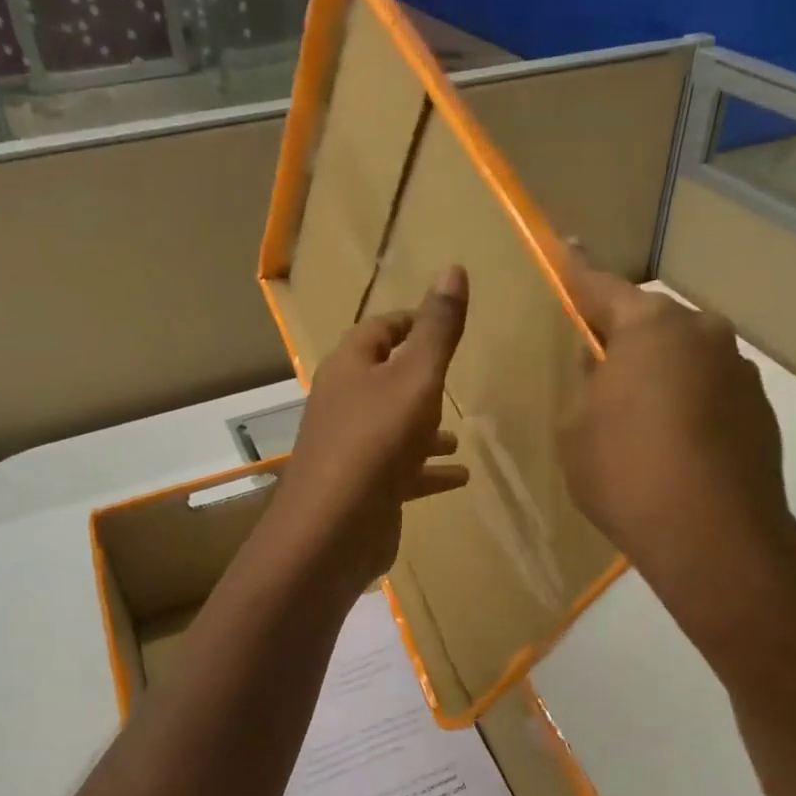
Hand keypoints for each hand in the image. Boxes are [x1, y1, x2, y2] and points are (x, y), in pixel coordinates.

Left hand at [262, 265, 470, 599]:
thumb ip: (438, 328)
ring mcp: (352, 449)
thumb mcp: (416, 376)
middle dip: (418, 378)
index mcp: (350, 368)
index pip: (378, 330)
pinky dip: (429, 471)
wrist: (335, 527)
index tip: (441, 323)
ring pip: (394, 428)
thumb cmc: (376, 440)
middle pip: (383, 380)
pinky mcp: (365, 488)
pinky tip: (460, 477)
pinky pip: (403, 472)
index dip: (409, 322)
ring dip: (425, 429)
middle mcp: (345, 404)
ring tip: (459, 435)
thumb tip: (453, 267)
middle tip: (453, 378)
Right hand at [557, 250, 795, 638]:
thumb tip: (602, 363)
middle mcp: (702, 334)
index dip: (577, 271)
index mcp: (651, 328)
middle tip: (597, 367)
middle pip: (652, 324)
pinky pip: (709, 391)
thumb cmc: (626, 474)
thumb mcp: (577, 429)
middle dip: (624, 338)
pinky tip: (673, 446)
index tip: (567, 245)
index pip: (602, 287)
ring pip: (684, 358)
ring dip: (659, 374)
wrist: (715, 539)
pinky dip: (688, 404)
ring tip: (637, 419)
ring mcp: (738, 371)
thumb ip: (586, 385)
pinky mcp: (760, 410)